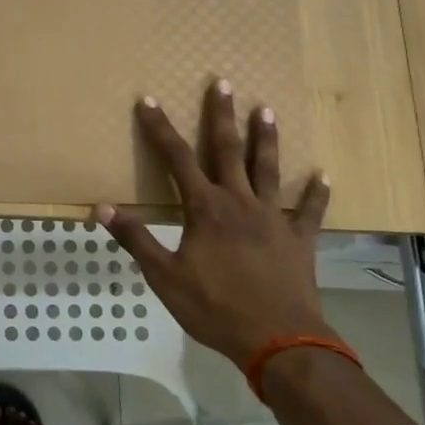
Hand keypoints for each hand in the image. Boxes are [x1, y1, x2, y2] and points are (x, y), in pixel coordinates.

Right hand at [95, 79, 332, 370]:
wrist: (278, 341)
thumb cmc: (214, 308)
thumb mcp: (164, 276)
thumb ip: (135, 238)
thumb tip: (101, 207)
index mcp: (205, 209)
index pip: (175, 159)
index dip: (159, 128)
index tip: (148, 101)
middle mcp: (240, 202)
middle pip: (227, 150)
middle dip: (221, 115)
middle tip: (222, 82)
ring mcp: (274, 218)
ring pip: (268, 169)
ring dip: (265, 138)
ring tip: (266, 109)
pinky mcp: (299, 239)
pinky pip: (309, 210)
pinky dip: (316, 192)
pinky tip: (323, 175)